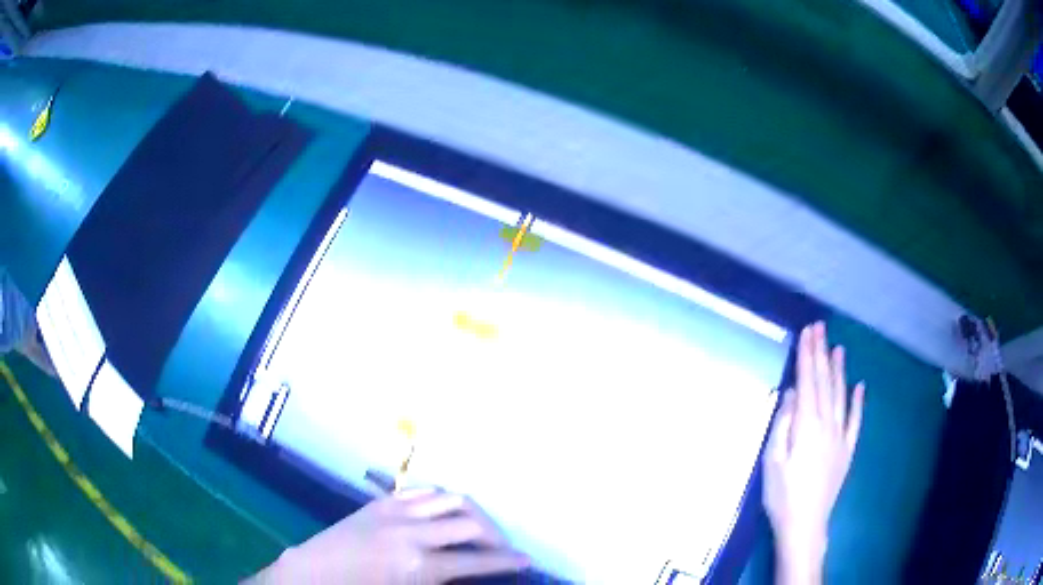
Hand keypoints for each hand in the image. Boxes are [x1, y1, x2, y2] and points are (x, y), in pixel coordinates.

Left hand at [247, 489, 528, 583]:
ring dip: (473, 512)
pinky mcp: (382, 503)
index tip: (527, 561)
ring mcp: (396, 512)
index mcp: (421, 566)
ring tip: (479, 528)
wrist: (314, 573)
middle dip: (496, 536)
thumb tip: (473, 576)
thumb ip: (446, 583)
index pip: (478, 561)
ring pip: (450, 498)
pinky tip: (446, 511)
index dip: (508, 561)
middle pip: (472, 525)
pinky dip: (442, 498)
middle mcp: (415, 533)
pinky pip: (422, 491)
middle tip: (503, 548)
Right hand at [764, 323, 864, 582]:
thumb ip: (782, 424)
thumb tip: (791, 393)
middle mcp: (827, 423)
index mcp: (807, 425)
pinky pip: (855, 419)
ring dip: (839, 370)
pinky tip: (859, 386)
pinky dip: (858, 401)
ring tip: (838, 348)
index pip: (807, 381)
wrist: (805, 523)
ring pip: (841, 395)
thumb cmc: (782, 494)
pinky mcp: (847, 448)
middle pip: (824, 382)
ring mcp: (841, 435)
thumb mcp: (771, 460)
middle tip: (820, 328)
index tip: (807, 331)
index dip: (807, 355)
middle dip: (821, 354)